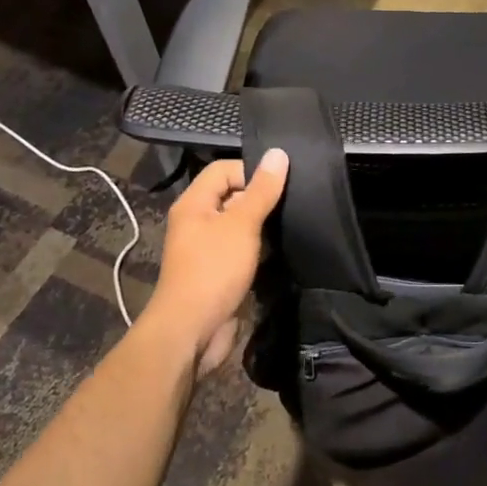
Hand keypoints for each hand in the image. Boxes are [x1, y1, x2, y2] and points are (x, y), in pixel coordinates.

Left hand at [142, 149, 287, 374]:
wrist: (192, 332)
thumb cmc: (213, 270)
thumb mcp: (242, 224)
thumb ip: (262, 190)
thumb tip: (278, 153)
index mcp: (194, 204)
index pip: (224, 169)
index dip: (251, 170)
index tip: (281, 182)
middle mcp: (198, 222)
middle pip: (233, 195)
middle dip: (261, 197)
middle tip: (293, 200)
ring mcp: (209, 248)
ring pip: (241, 224)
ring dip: (263, 224)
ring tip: (292, 222)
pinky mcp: (221, 272)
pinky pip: (243, 249)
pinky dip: (261, 247)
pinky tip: (283, 248)